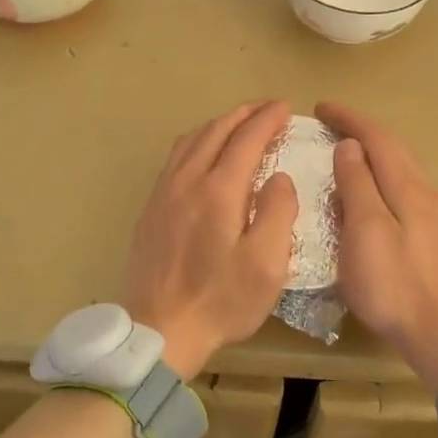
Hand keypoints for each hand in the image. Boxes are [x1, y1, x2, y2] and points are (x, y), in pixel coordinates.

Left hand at [122, 100, 297, 380]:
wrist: (159, 330)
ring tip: (239, 122)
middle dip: (245, 114)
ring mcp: (164, 193)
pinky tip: (204, 151)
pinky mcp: (151, 208)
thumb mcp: (267, 264)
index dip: (268, 119)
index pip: (246, 139)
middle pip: (216, 131)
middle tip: (268, 108)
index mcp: (219, 191)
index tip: (287, 107)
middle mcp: (187, 180)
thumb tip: (279, 177)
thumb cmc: (221, 301)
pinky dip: (197, 141)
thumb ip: (278, 212)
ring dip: (219, 124)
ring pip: (191, 140)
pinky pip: (175, 157)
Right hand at [317, 101, 437, 394]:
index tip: (319, 108)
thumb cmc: (393, 281)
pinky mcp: (428, 233)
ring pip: (398, 167)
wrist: (437, 331)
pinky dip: (377, 175)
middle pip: (392, 148)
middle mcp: (423, 191)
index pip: (377, 137)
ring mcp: (429, 213)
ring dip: (370, 152)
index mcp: (407, 186)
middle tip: (328, 125)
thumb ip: (357, 184)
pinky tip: (363, 192)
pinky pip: (399, 187)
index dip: (349, 118)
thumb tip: (350, 146)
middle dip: (360, 130)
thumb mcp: (365, 230)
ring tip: (341, 152)